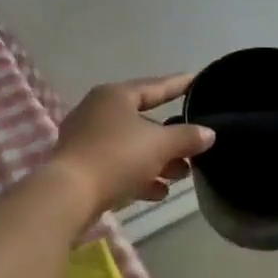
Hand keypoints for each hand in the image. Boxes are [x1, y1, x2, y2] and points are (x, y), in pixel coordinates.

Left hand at [49, 75, 215, 216]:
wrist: (69, 195)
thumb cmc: (117, 157)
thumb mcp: (160, 145)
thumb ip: (187, 137)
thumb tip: (208, 133)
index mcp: (115, 96)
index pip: (156, 86)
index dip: (179, 85)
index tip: (198, 81)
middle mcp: (98, 110)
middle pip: (144, 120)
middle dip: (171, 138)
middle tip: (194, 148)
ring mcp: (86, 138)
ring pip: (131, 145)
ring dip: (158, 160)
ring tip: (181, 175)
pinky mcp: (81, 165)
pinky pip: (118, 164)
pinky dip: (139, 175)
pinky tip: (158, 192)